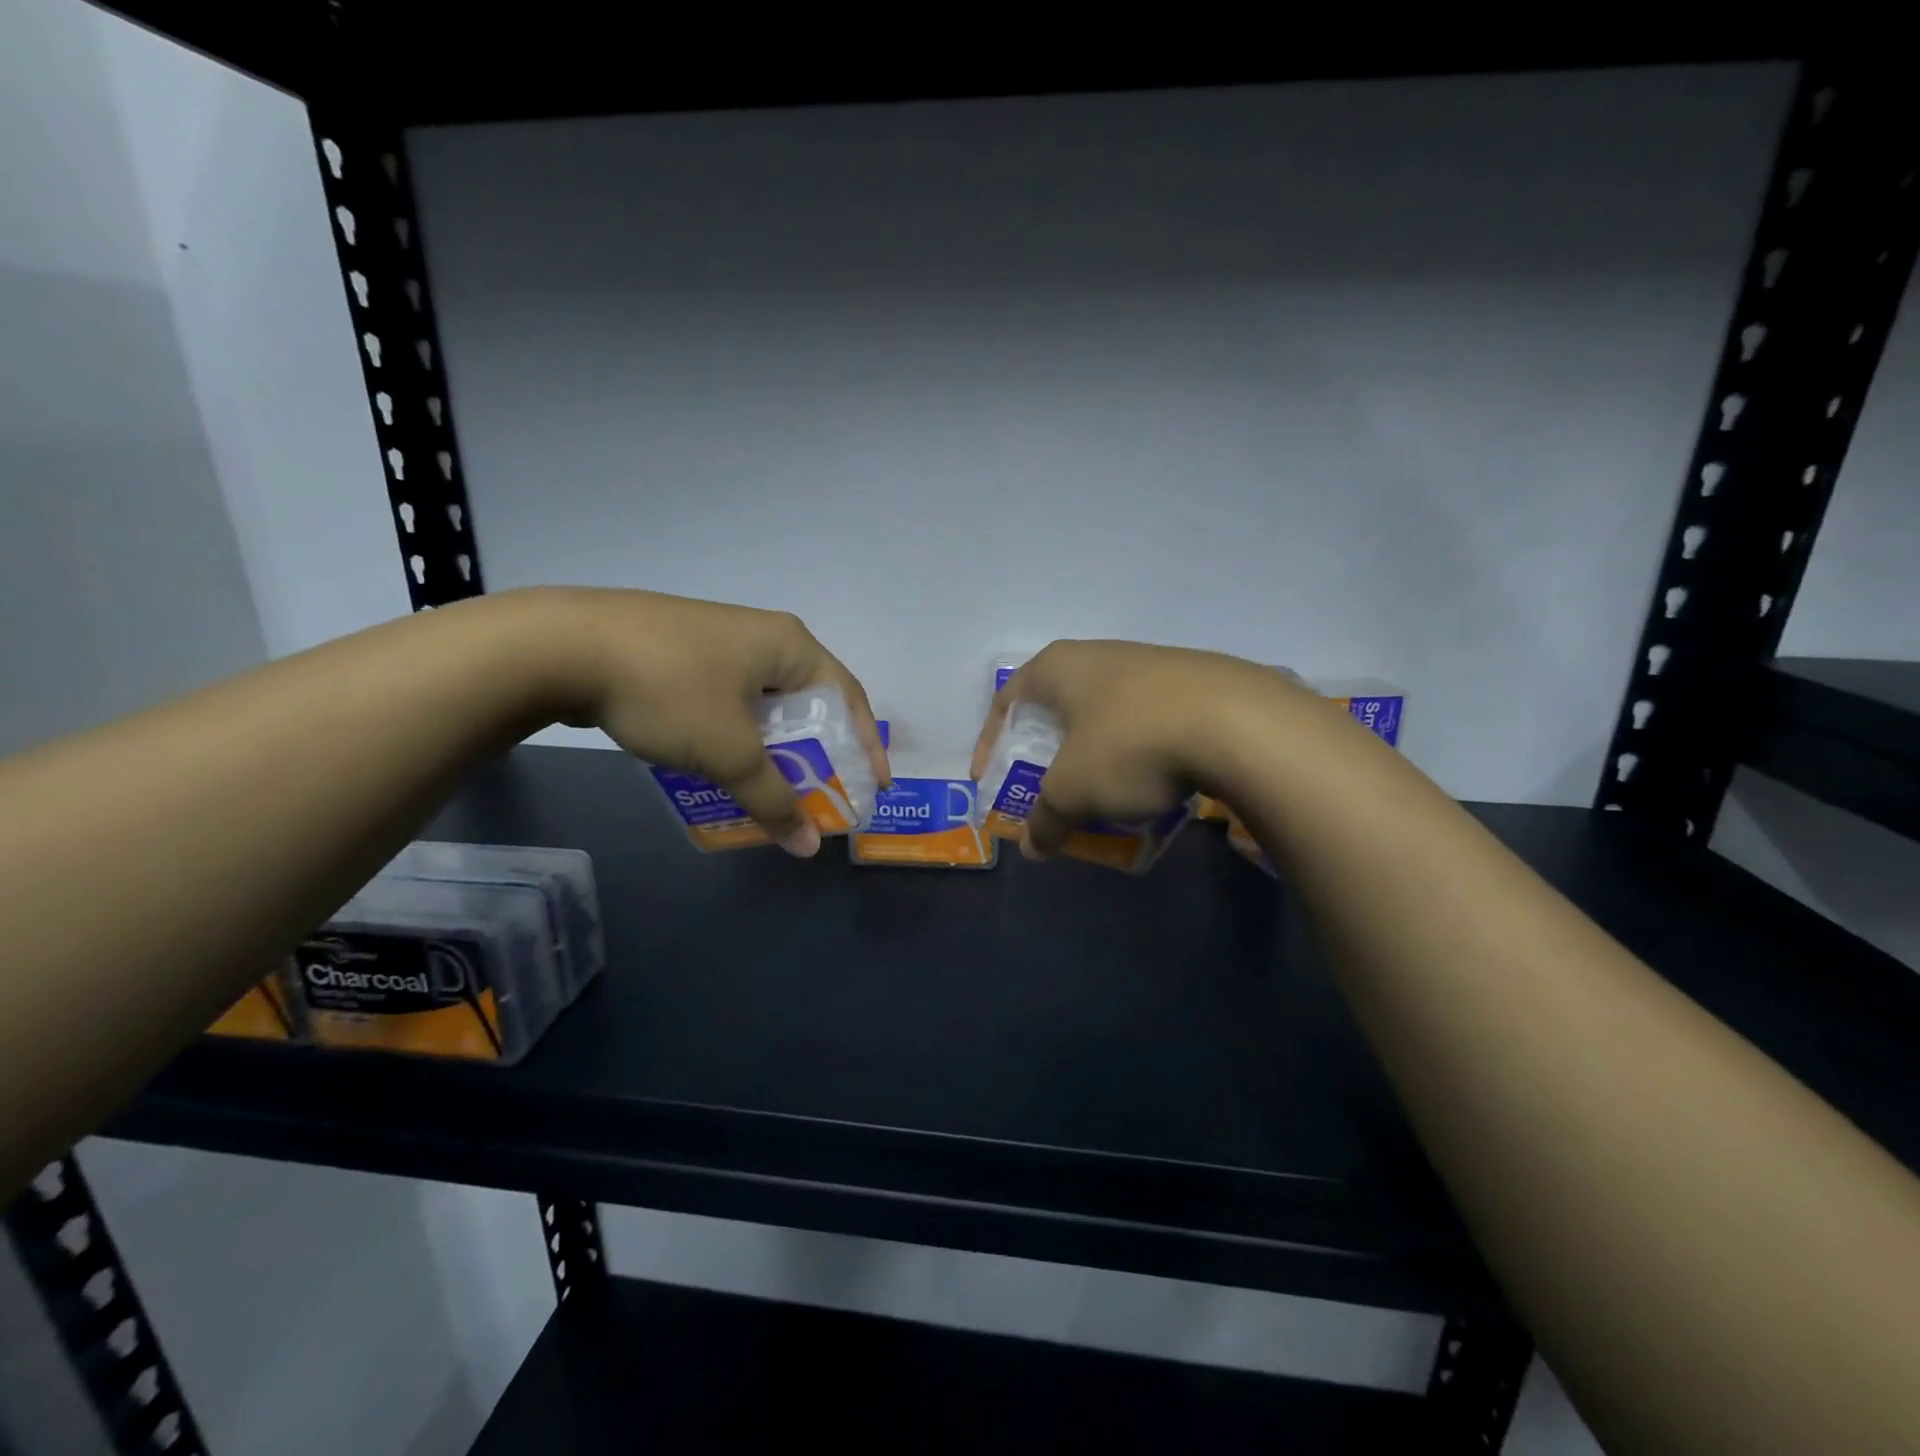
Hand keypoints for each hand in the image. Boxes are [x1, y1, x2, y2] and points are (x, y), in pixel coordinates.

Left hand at [532, 588, 888, 856]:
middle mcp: (762, 636)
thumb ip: (773, 799)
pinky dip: (738, 735)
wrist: (560, 646)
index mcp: (789, 645)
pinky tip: (722, 762)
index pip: (848, 697)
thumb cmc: (669, 689)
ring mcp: (718, 641)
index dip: (865, 745)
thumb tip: (807, 847)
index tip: (873, 787)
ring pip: (764, 703)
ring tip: (773, 786)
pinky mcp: (682, 653)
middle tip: (822, 792)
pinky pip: (729, 700)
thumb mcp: (729, 751)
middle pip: (807, 701)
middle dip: (817, 751)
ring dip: (774, 747)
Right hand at [969, 640, 1311, 859]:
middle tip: (1049, 789)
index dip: (991, 742)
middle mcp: (1100, 655)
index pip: (1007, 700)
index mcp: (1059, 667)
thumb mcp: (1074, 791)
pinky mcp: (1193, 682)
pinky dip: (1137, 753)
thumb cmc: (1129, 744)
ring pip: (1106, 715)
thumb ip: (1046, 819)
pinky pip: (1147, 721)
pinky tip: (1153, 782)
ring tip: (1103, 793)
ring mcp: (1150, 664)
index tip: (991, 778)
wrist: (1237, 722)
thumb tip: (1033, 848)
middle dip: (1048, 753)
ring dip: (1096, 755)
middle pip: (1058, 707)